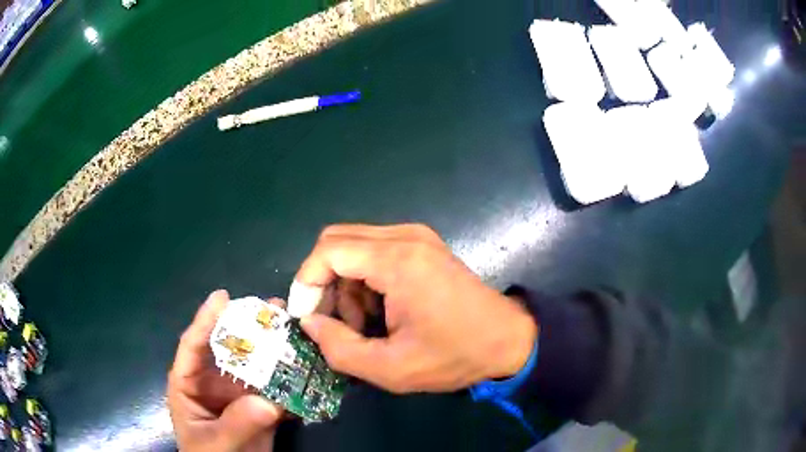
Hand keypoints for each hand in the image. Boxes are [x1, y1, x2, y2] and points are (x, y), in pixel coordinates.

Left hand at [168, 290, 283, 450]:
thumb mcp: (215, 443)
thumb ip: (236, 423)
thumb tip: (267, 401)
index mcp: (189, 384)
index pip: (193, 346)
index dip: (205, 320)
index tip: (223, 296)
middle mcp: (213, 383)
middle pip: (229, 350)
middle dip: (249, 328)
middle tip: (273, 307)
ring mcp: (238, 395)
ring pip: (256, 367)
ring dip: (274, 350)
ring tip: (295, 330)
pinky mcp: (259, 408)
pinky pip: (275, 390)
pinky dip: (290, 380)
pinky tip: (308, 367)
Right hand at [296, 224, 537, 392]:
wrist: (508, 340)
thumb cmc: (454, 357)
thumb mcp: (390, 368)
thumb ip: (338, 347)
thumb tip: (309, 322)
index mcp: (398, 260)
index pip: (328, 251)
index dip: (307, 282)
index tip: (305, 316)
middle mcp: (405, 236)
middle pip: (336, 241)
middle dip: (324, 282)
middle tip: (335, 322)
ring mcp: (417, 237)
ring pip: (354, 246)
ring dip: (347, 284)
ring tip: (366, 325)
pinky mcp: (423, 245)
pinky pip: (375, 251)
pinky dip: (365, 279)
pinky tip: (383, 311)